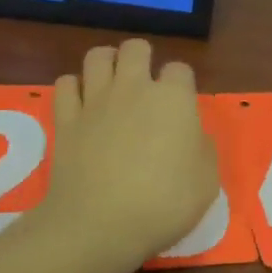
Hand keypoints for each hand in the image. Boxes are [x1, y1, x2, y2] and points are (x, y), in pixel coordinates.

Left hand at [36, 39, 219, 272]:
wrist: (100, 224)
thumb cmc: (163, 204)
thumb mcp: (207, 182)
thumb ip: (202, 149)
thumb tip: (192, 135)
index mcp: (173, 98)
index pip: (180, 69)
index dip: (181, 84)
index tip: (181, 106)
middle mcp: (133, 88)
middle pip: (136, 48)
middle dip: (142, 59)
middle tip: (144, 86)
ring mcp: (95, 100)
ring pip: (97, 56)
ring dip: (106, 63)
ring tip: (111, 82)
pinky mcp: (65, 118)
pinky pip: (65, 84)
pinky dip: (73, 88)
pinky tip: (80, 104)